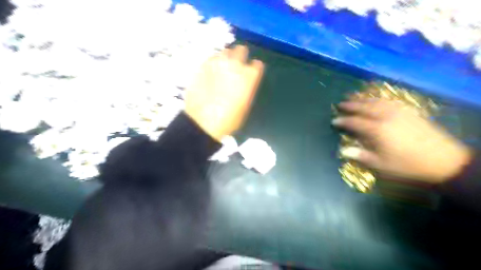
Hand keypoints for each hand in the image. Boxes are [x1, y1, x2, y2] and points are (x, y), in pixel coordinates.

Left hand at [186, 44, 264, 140]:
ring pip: (226, 51)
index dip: (255, 69)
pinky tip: (212, 71)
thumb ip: (247, 88)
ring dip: (227, 57)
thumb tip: (245, 83)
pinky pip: (211, 57)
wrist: (203, 122)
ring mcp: (218, 63)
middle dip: (241, 56)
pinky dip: (214, 62)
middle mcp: (235, 65)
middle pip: (241, 50)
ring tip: (223, 67)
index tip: (252, 73)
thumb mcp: (245, 106)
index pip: (257, 64)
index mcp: (249, 76)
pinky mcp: (203, 65)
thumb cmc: (229, 119)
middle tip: (237, 64)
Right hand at [333, 98, 471, 184]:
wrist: (443, 160)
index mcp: (377, 130)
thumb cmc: (407, 165)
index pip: (355, 122)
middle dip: (351, 105)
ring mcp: (398, 112)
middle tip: (340, 103)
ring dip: (363, 98)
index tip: (334, 120)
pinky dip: (379, 99)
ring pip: (376, 101)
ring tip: (354, 96)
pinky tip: (376, 100)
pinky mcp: (408, 112)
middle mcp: (386, 117)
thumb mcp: (381, 164)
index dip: (343, 121)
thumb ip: (361, 156)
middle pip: (364, 107)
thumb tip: (343, 150)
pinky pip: (389, 101)